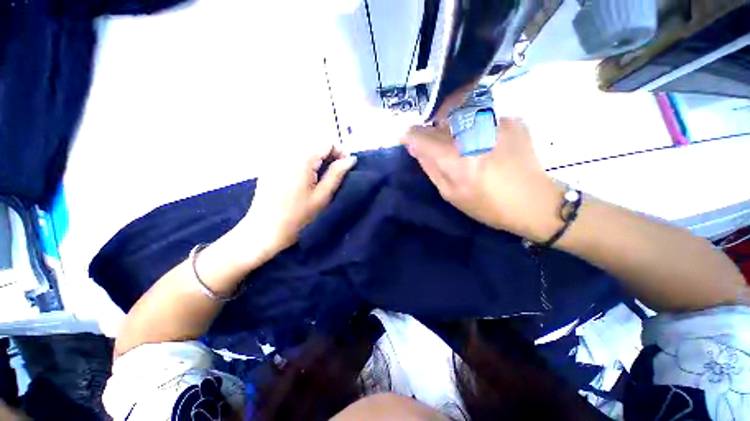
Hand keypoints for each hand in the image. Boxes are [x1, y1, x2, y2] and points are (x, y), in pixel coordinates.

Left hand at [233, 144, 356, 264]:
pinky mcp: (270, 164)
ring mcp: (275, 157)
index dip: (340, 152)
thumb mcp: (323, 196)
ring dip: (317, 157)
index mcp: (301, 158)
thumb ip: (337, 174)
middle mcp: (287, 151)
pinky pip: (292, 154)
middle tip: (335, 173)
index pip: (326, 142)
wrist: (265, 231)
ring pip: (304, 147)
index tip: (346, 168)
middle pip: (314, 142)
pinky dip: (304, 160)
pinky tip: (305, 177)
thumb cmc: (298, 217)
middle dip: (329, 154)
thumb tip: (351, 159)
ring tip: (322, 176)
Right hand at [401, 118, 561, 241]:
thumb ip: (430, 167)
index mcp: (458, 159)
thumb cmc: (487, 205)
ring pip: (461, 113)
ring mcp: (497, 122)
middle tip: (439, 146)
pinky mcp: (512, 119)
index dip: (411, 135)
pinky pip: (482, 116)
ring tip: (463, 144)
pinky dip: (476, 127)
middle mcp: (476, 134)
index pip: (422, 136)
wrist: (534, 202)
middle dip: (433, 129)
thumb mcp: (451, 194)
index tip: (407, 138)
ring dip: (454, 126)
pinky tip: (485, 143)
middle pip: (441, 119)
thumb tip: (414, 147)